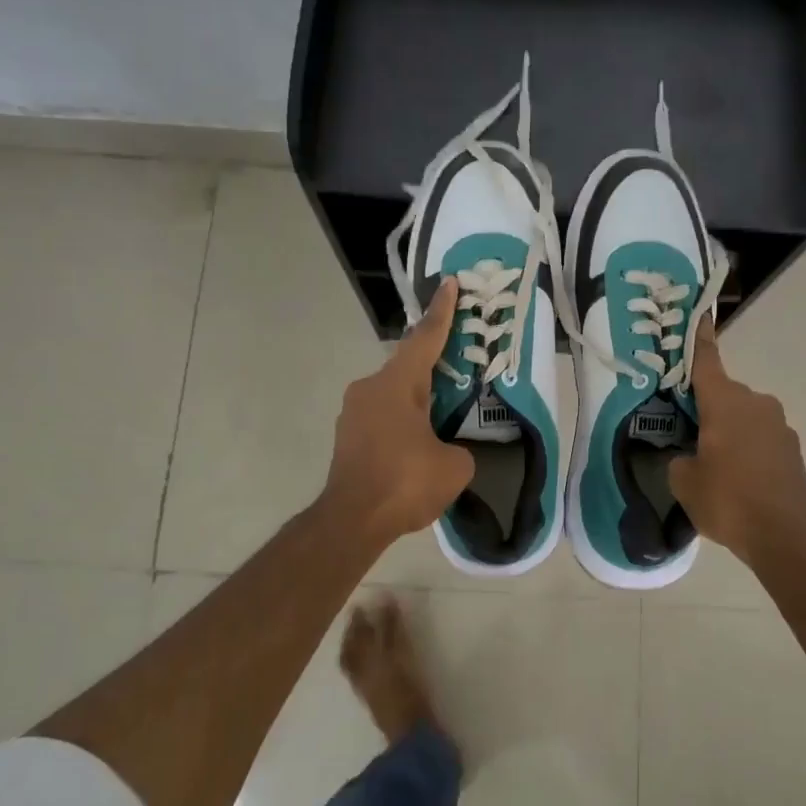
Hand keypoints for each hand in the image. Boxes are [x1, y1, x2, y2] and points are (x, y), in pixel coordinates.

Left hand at [321, 279, 476, 548]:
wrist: (351, 522)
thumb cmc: (404, 483)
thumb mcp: (454, 466)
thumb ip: (458, 448)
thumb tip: (448, 450)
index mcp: (396, 384)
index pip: (425, 339)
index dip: (442, 311)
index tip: (450, 284)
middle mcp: (369, 389)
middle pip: (408, 367)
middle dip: (434, 365)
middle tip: (459, 365)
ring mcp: (352, 413)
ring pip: (393, 394)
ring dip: (417, 399)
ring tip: (443, 414)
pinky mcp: (347, 437)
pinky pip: (382, 417)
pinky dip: (402, 421)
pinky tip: (419, 443)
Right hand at [669, 320, 805, 567]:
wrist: (786, 537)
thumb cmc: (728, 501)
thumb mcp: (684, 481)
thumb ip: (679, 458)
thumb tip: (688, 454)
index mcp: (725, 402)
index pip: (705, 361)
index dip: (697, 339)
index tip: (696, 315)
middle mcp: (755, 403)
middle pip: (722, 392)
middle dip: (703, 405)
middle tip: (682, 427)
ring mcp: (779, 425)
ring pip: (741, 415)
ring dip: (726, 428)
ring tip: (710, 460)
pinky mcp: (791, 448)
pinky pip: (758, 436)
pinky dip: (744, 446)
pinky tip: (735, 476)